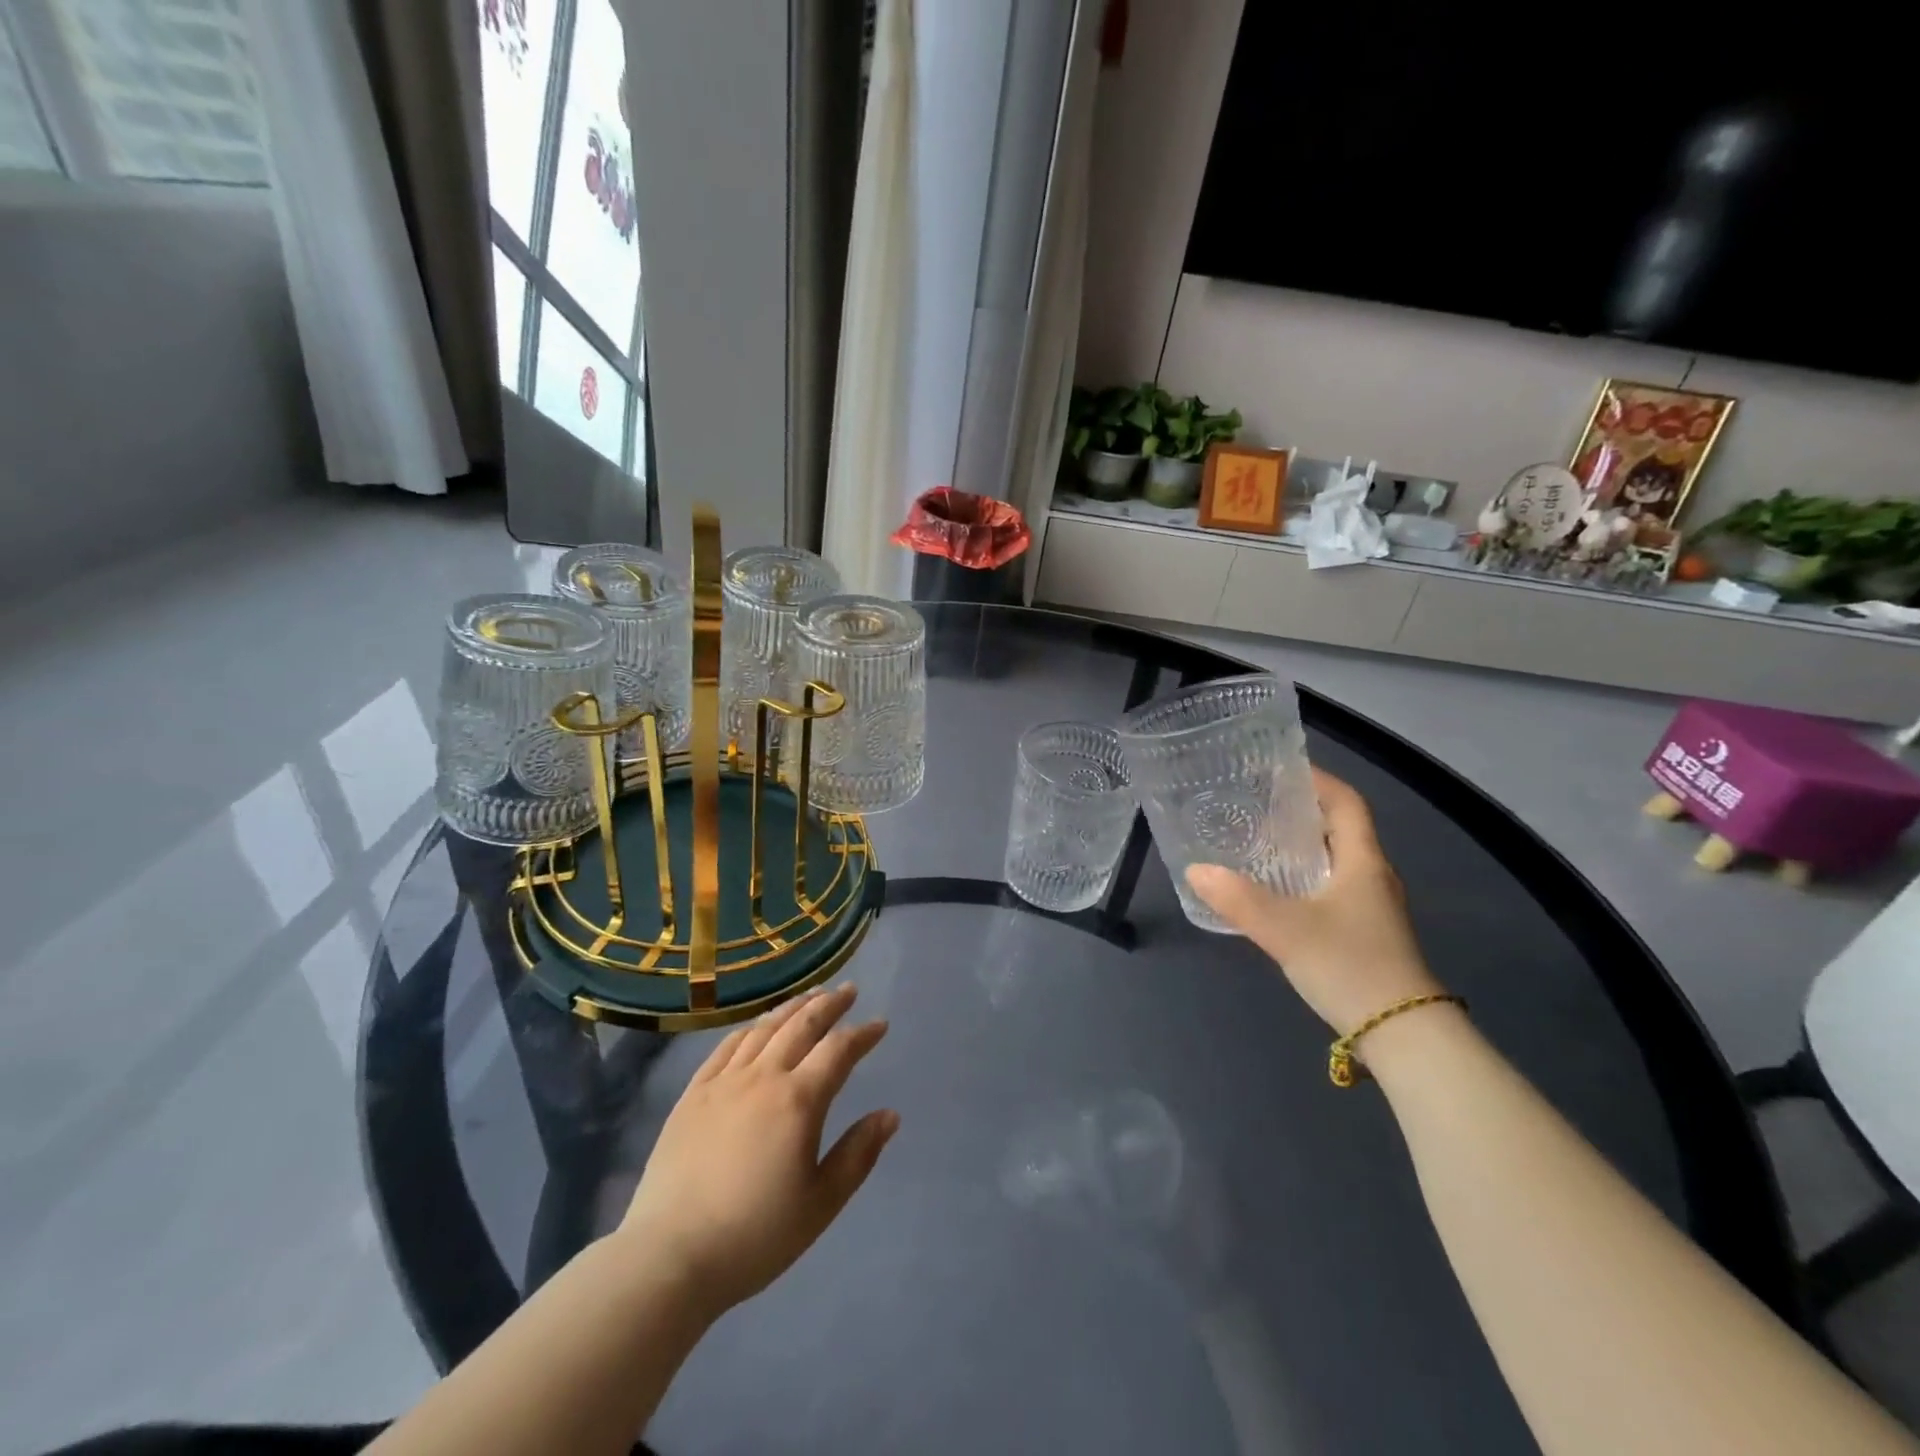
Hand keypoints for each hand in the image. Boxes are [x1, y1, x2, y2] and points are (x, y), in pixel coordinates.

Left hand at [616, 984, 896, 1317]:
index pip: (838, 1050)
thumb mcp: (820, 1203)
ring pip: (764, 1028)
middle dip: (829, 1004)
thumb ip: (858, 1154)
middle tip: (848, 990)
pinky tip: (757, 1026)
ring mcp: (724, 1081)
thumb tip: (889, 1114)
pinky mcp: (693, 1094)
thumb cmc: (755, 1235)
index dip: (862, 1034)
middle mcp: (763, 1077)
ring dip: (792, 1008)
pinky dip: (750, 1029)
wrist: (670, 1256)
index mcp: (799, 1100)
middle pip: (802, 1025)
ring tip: (810, 996)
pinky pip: (726, 1047)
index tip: (879, 1025)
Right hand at [1186, 769, 1441, 1035]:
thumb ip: (1239, 899)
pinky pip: (1331, 888)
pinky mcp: (1364, 933)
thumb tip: (1196, 870)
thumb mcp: (1286, 929)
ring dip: (1300, 846)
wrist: (1403, 1036)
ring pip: (1334, 860)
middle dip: (1300, 811)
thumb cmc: (1350, 966)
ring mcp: (1371, 907)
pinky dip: (1302, 877)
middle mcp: (1372, 876)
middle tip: (1255, 804)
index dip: (1318, 780)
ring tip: (1256, 841)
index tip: (1280, 769)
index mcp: (1363, 862)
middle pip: (1339, 828)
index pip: (1347, 803)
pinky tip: (1273, 891)